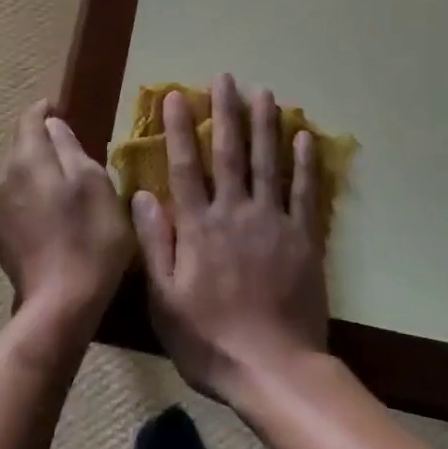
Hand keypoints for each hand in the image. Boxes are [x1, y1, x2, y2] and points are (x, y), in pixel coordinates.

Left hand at [0, 101, 133, 321]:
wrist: (61, 305)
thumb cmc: (89, 236)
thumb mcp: (94, 182)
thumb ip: (70, 147)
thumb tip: (53, 124)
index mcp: (26, 158)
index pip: (29, 118)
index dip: (45, 110)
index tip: (60, 109)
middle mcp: (2, 178)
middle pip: (21, 148)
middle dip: (43, 145)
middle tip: (73, 156)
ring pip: (17, 178)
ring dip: (37, 177)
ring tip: (64, 192)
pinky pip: (14, 206)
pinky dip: (31, 204)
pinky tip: (51, 222)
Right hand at [131, 73, 327, 402]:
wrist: (275, 370)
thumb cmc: (210, 339)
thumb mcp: (164, 300)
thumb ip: (154, 244)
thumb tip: (141, 194)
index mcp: (199, 227)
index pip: (186, 166)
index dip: (180, 129)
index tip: (176, 95)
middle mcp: (235, 213)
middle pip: (231, 153)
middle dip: (226, 112)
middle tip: (225, 78)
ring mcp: (273, 223)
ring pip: (269, 163)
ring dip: (265, 125)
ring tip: (264, 92)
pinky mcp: (303, 239)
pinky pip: (305, 193)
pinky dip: (306, 164)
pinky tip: (305, 137)